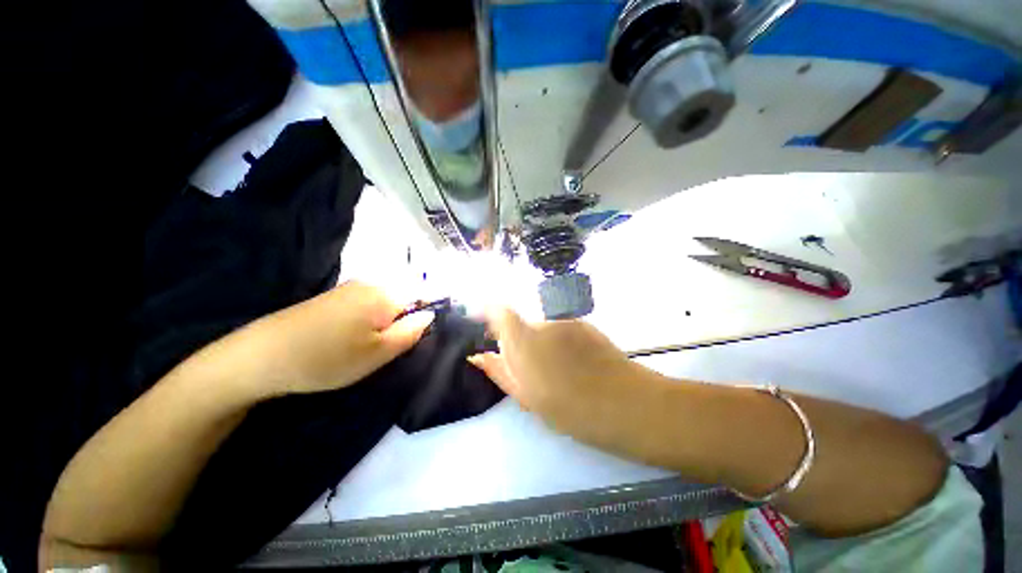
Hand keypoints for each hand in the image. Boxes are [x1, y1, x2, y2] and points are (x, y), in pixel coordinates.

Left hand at [247, 281, 433, 394]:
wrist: (260, 358)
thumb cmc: (328, 358)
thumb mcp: (379, 353)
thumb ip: (412, 332)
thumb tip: (430, 314)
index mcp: (385, 293)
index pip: (422, 296)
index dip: (421, 317)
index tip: (408, 340)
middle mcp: (369, 284)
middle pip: (402, 300)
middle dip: (400, 322)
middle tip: (385, 349)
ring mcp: (348, 289)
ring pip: (382, 305)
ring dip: (382, 325)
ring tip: (364, 349)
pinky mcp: (332, 298)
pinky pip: (363, 307)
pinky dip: (364, 323)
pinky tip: (347, 341)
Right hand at [469, 308, 661, 447]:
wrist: (624, 402)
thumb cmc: (570, 408)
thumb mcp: (527, 397)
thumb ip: (499, 371)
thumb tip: (478, 356)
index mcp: (524, 341)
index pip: (500, 312)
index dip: (490, 312)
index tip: (486, 323)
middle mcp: (543, 324)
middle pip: (523, 326)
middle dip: (520, 342)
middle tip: (533, 370)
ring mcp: (566, 321)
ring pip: (543, 330)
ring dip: (543, 345)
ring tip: (560, 371)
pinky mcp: (584, 323)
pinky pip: (562, 330)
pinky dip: (561, 343)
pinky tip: (577, 364)